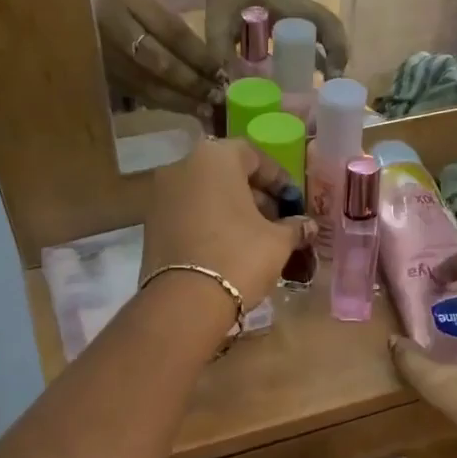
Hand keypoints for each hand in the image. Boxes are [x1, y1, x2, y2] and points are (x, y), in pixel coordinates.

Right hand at [87, 0, 225, 122]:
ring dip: (179, 100)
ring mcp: (104, 55)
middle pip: (161, 64)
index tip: (220, 70)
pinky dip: (160, 102)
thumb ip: (162, 20)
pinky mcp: (99, 74)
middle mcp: (114, 29)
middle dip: (192, 83)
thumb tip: (199, 57)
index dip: (198, 55)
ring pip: (148, 85)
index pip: (171, 32)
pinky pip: (134, 92)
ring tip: (204, 109)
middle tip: (217, 96)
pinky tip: (178, 108)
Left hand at [140, 139, 313, 309]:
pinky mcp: (151, 224)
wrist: (185, 302)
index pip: (254, 156)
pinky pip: (188, 214)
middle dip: (254, 194)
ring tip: (253, 238)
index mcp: (216, 157)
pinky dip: (209, 223)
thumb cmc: (239, 257)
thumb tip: (306, 225)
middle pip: (226, 173)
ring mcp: (161, 195)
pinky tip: (227, 248)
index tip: (293, 202)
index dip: (279, 179)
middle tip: (276, 221)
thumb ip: (294, 227)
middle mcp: (182, 166)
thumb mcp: (278, 241)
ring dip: (231, 210)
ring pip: (205, 194)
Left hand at [201, 0, 350, 78]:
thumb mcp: (218, 23)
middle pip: (332, 32)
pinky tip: (314, 83)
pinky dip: (319, 61)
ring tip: (328, 90)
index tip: (333, 75)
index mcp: (290, 6)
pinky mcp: (295, 28)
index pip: (325, 22)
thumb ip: (220, 51)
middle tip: (334, 90)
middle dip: (338, 59)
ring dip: (331, 61)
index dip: (335, 47)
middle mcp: (302, 10)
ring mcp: (300, 18)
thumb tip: (227, 84)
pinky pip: (314, 43)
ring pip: (326, 38)